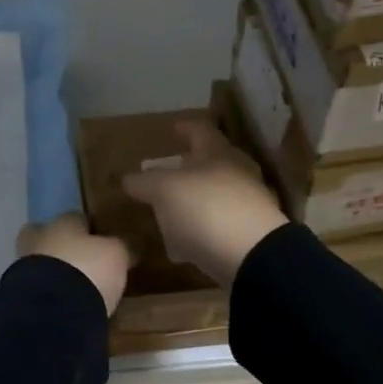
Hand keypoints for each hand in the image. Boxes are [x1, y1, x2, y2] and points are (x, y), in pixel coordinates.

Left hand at [16, 213, 130, 315]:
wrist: (51, 311)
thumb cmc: (88, 270)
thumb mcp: (116, 255)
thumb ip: (119, 248)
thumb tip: (126, 247)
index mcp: (62, 222)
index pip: (75, 218)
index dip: (88, 229)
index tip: (99, 242)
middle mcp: (39, 238)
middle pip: (46, 236)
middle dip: (59, 247)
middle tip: (79, 262)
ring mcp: (22, 267)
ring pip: (38, 263)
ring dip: (51, 273)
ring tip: (72, 289)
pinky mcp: (16, 295)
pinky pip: (35, 289)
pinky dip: (46, 294)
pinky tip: (61, 305)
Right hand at [122, 120, 287, 286]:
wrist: (253, 256)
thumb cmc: (206, 209)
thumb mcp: (164, 191)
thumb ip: (145, 182)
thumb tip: (128, 178)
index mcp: (218, 152)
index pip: (200, 129)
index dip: (185, 127)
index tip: (173, 128)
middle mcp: (237, 172)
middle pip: (211, 163)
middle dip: (188, 168)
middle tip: (166, 174)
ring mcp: (248, 204)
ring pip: (214, 195)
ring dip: (192, 202)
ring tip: (168, 214)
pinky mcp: (250, 234)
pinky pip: (219, 225)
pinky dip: (201, 230)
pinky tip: (183, 245)